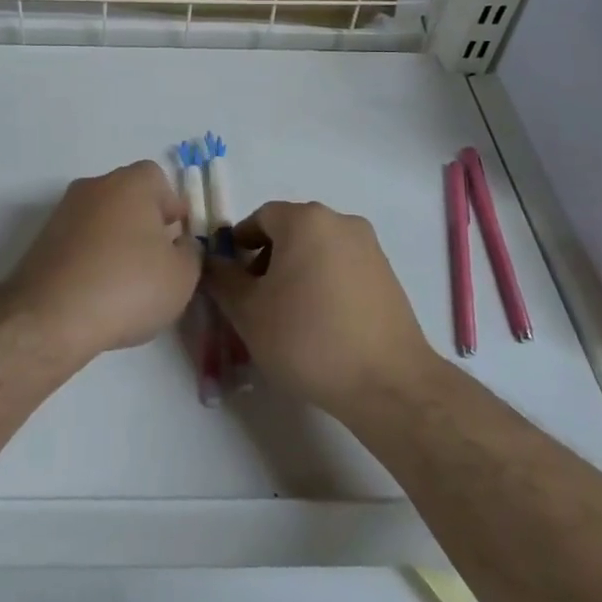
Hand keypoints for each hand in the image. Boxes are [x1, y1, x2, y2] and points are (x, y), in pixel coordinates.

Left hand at [12, 161, 200, 359]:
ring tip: (126, 284)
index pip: (158, 179)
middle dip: (144, 223)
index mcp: (131, 183)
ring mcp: (64, 211)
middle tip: (156, 263)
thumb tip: (179, 244)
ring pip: (102, 219)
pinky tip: (97, 292)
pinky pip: (79, 241)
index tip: (177, 240)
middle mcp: (95, 186)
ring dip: (116, 241)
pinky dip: (91, 258)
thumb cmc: (128, 286)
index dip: (172, 207)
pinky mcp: (43, 240)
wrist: (51, 316)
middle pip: (128, 196)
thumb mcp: (182, 276)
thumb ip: (190, 252)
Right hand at [206, 200, 437, 419]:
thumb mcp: (248, 311)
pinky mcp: (388, 275)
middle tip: (256, 300)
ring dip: (297, 272)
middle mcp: (341, 222)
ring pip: (318, 250)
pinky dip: (325, 284)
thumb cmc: (308, 339)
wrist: (388, 383)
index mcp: (305, 219)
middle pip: (291, 231)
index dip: (239, 245)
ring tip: (288, 317)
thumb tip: (213, 261)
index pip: (260, 218)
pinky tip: (321, 324)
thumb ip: (222, 279)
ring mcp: (369, 248)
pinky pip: (343, 268)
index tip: (231, 279)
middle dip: (268, 260)